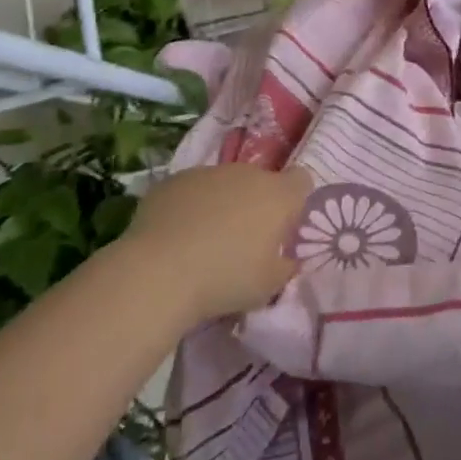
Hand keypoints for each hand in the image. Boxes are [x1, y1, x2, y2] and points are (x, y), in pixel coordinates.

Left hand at [120, 165, 310, 322]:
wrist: (158, 273)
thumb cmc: (226, 279)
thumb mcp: (270, 286)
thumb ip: (285, 266)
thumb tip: (286, 259)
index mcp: (278, 195)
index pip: (301, 181)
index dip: (294, 201)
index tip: (282, 228)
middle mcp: (247, 174)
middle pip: (260, 182)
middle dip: (255, 205)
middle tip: (242, 241)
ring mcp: (208, 173)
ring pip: (224, 185)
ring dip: (222, 205)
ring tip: (204, 242)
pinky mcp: (173, 181)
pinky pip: (191, 190)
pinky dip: (189, 207)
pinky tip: (175, 237)